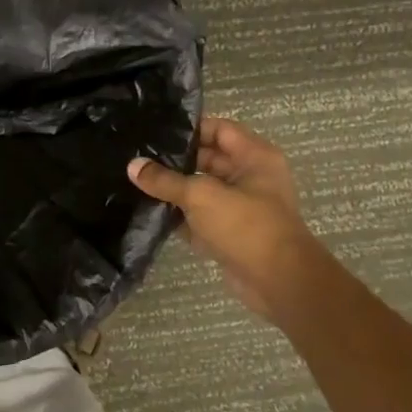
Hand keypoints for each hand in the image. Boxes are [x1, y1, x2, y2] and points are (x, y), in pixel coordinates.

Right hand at [128, 116, 340, 329]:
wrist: (278, 283)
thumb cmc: (246, 226)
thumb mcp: (201, 196)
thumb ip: (165, 180)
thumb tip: (132, 165)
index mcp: (254, 157)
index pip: (218, 129)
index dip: (189, 129)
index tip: (155, 132)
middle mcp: (250, 177)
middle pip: (208, 159)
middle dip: (176, 160)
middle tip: (138, 156)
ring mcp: (240, 207)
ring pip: (201, 189)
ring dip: (174, 189)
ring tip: (136, 180)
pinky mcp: (229, 233)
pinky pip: (199, 216)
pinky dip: (178, 215)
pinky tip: (147, 211)